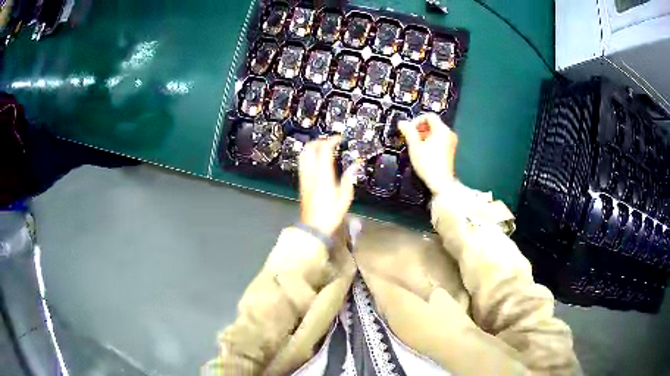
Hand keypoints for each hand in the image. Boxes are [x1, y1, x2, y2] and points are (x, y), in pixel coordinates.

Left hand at [298, 137, 355, 236]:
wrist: (313, 227)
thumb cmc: (330, 214)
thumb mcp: (344, 198)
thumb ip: (348, 179)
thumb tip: (355, 166)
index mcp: (323, 175)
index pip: (324, 150)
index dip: (331, 140)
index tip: (339, 138)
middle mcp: (311, 173)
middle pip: (309, 148)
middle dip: (319, 141)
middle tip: (330, 141)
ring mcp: (304, 178)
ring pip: (303, 155)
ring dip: (312, 147)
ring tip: (323, 148)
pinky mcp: (302, 183)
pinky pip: (303, 163)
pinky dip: (309, 156)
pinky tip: (318, 161)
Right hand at [399, 113, 457, 195]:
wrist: (441, 182)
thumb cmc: (427, 163)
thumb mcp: (414, 146)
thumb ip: (408, 131)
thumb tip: (401, 122)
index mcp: (441, 129)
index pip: (429, 116)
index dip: (417, 120)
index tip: (409, 130)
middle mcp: (449, 133)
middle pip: (433, 124)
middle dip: (420, 129)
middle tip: (411, 138)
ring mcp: (451, 142)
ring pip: (436, 133)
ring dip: (425, 136)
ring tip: (416, 146)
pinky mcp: (451, 151)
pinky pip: (440, 140)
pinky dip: (431, 142)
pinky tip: (424, 152)